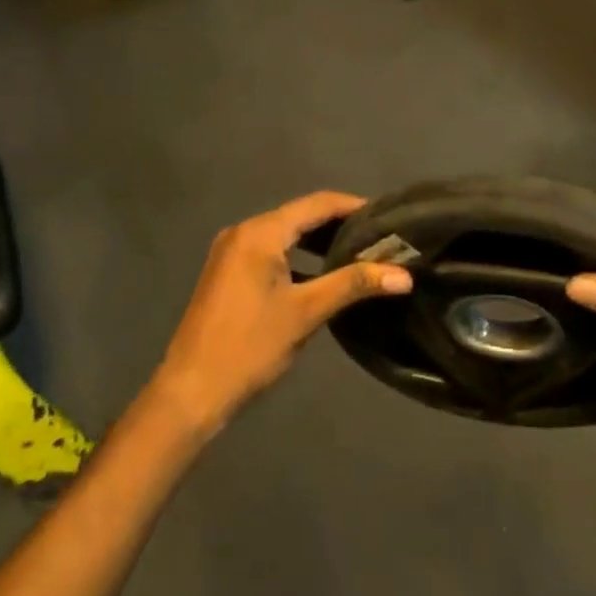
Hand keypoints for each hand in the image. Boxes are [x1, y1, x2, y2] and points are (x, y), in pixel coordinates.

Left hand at [149, 191, 411, 435]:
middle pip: (301, 216)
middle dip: (340, 225)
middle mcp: (243, 232)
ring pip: (286, 235)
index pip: (317, 204)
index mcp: (260, 233)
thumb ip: (354, 284)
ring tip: (361, 254)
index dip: (354, 207)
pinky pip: (271, 252)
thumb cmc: (250, 346)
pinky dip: (299, 258)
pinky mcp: (228, 273)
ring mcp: (231, 252)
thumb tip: (404, 275)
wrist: (191, 391)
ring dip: (320, 242)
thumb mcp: (307, 312)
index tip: (389, 216)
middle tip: (381, 237)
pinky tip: (324, 274)